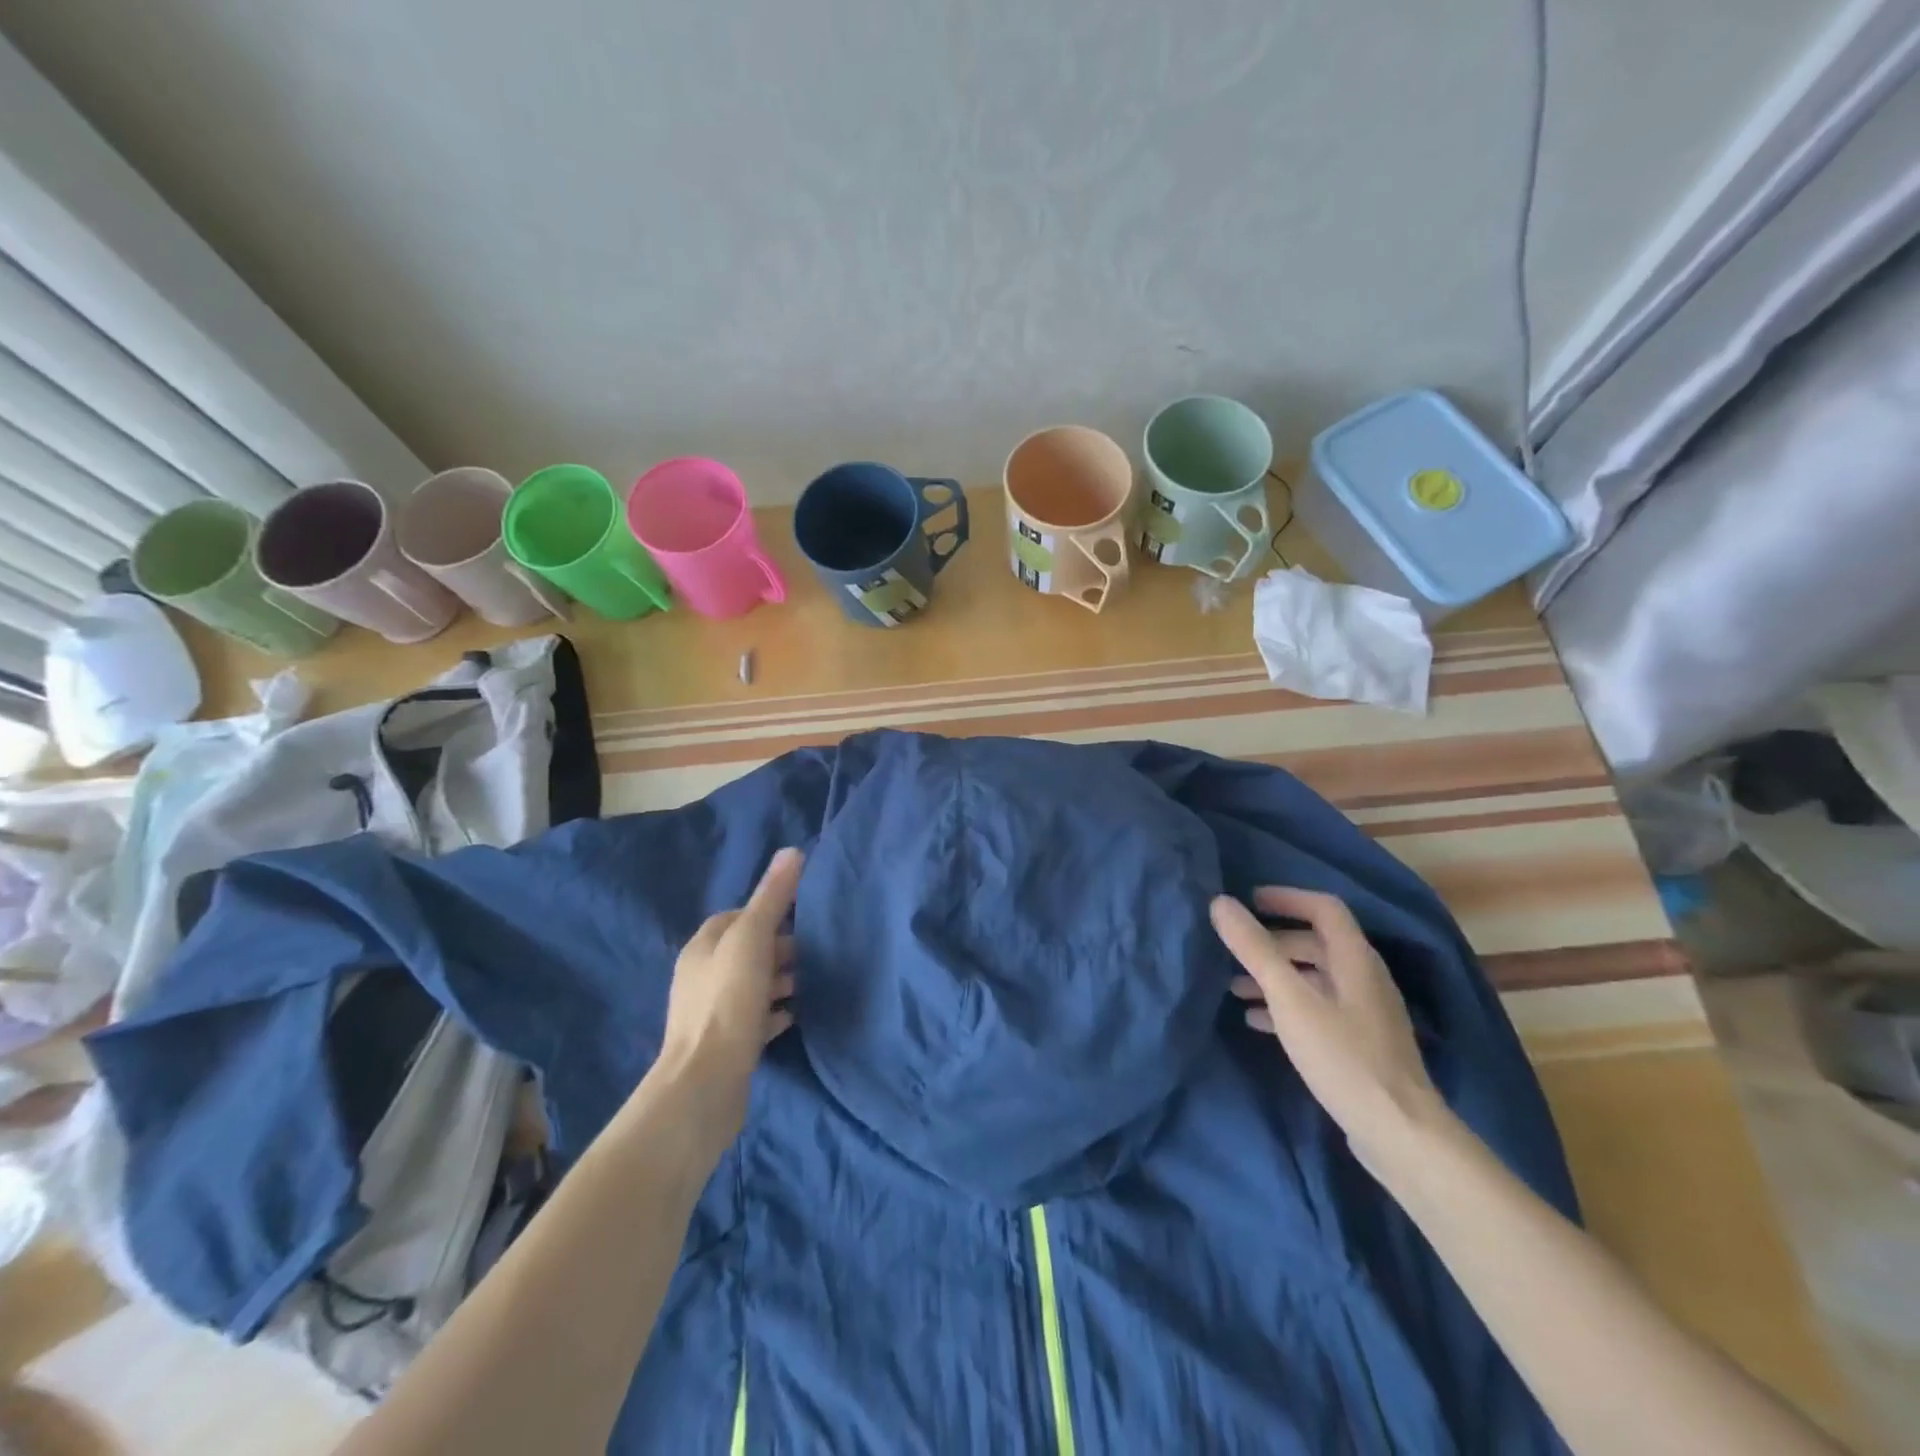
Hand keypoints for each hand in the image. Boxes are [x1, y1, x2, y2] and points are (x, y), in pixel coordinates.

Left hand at [656, 848, 802, 1134]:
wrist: (706, 1084)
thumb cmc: (728, 1001)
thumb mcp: (753, 939)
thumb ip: (772, 897)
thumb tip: (792, 851)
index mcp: (703, 947)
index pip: (735, 917)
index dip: (767, 912)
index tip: (800, 917)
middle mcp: (702, 976)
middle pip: (746, 950)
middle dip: (779, 947)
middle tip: (814, 952)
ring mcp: (713, 1013)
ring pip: (753, 984)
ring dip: (781, 980)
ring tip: (813, 981)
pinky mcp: (727, 1044)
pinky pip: (757, 1017)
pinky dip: (777, 1011)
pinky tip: (799, 1013)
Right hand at [1211, 886, 1447, 1174]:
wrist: (1397, 1132)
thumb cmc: (1342, 1056)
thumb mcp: (1290, 998)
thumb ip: (1255, 949)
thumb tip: (1221, 903)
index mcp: (1354, 958)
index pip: (1323, 908)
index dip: (1286, 897)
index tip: (1249, 900)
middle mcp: (1364, 977)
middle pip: (1315, 943)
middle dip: (1272, 941)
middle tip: (1233, 948)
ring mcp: (1364, 1012)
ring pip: (1313, 977)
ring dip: (1274, 975)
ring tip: (1234, 986)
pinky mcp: (1359, 1043)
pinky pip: (1316, 1008)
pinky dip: (1285, 1005)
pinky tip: (1256, 1020)